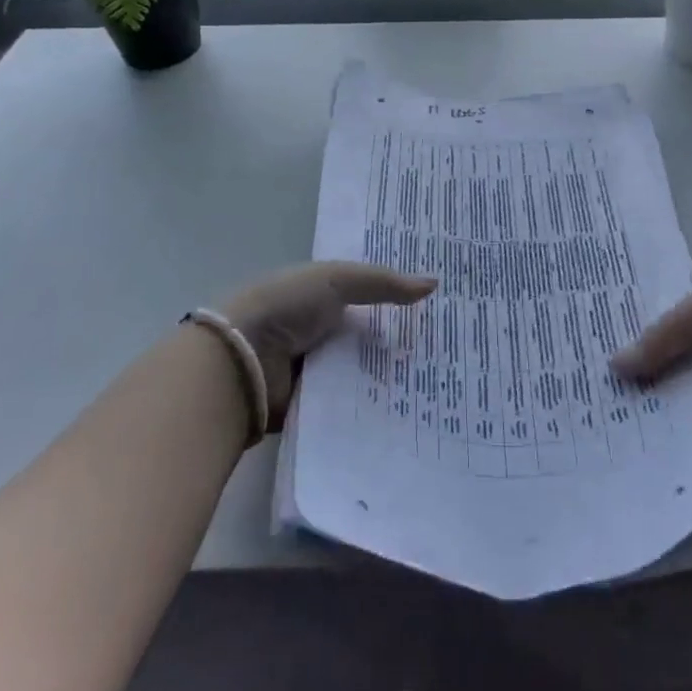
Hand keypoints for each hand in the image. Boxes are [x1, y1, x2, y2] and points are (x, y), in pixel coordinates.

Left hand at [216, 262, 435, 428]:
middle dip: (403, 344)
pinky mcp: (314, 407)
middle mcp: (321, 333)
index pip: (370, 297)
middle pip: (370, 339)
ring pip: (365, 374)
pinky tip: (411, 410)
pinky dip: (373, 408)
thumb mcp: (336, 280)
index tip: (442, 308)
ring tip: (442, 383)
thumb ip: (384, 283)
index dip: (400, 300)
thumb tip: (435, 284)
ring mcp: (317, 371)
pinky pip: (351, 407)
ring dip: (392, 379)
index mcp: (323, 298)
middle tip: (451, 351)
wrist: (240, 361)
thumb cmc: (286, 306)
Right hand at [611, 279, 691, 433]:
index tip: (595, 351)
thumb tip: (613, 367)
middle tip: (597, 394)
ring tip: (614, 423)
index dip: (634, 334)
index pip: (663, 322)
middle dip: (642, 376)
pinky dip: (688, 433)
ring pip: (687, 396)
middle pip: (671, 361)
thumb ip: (657, 340)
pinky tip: (651, 445)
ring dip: (662, 407)